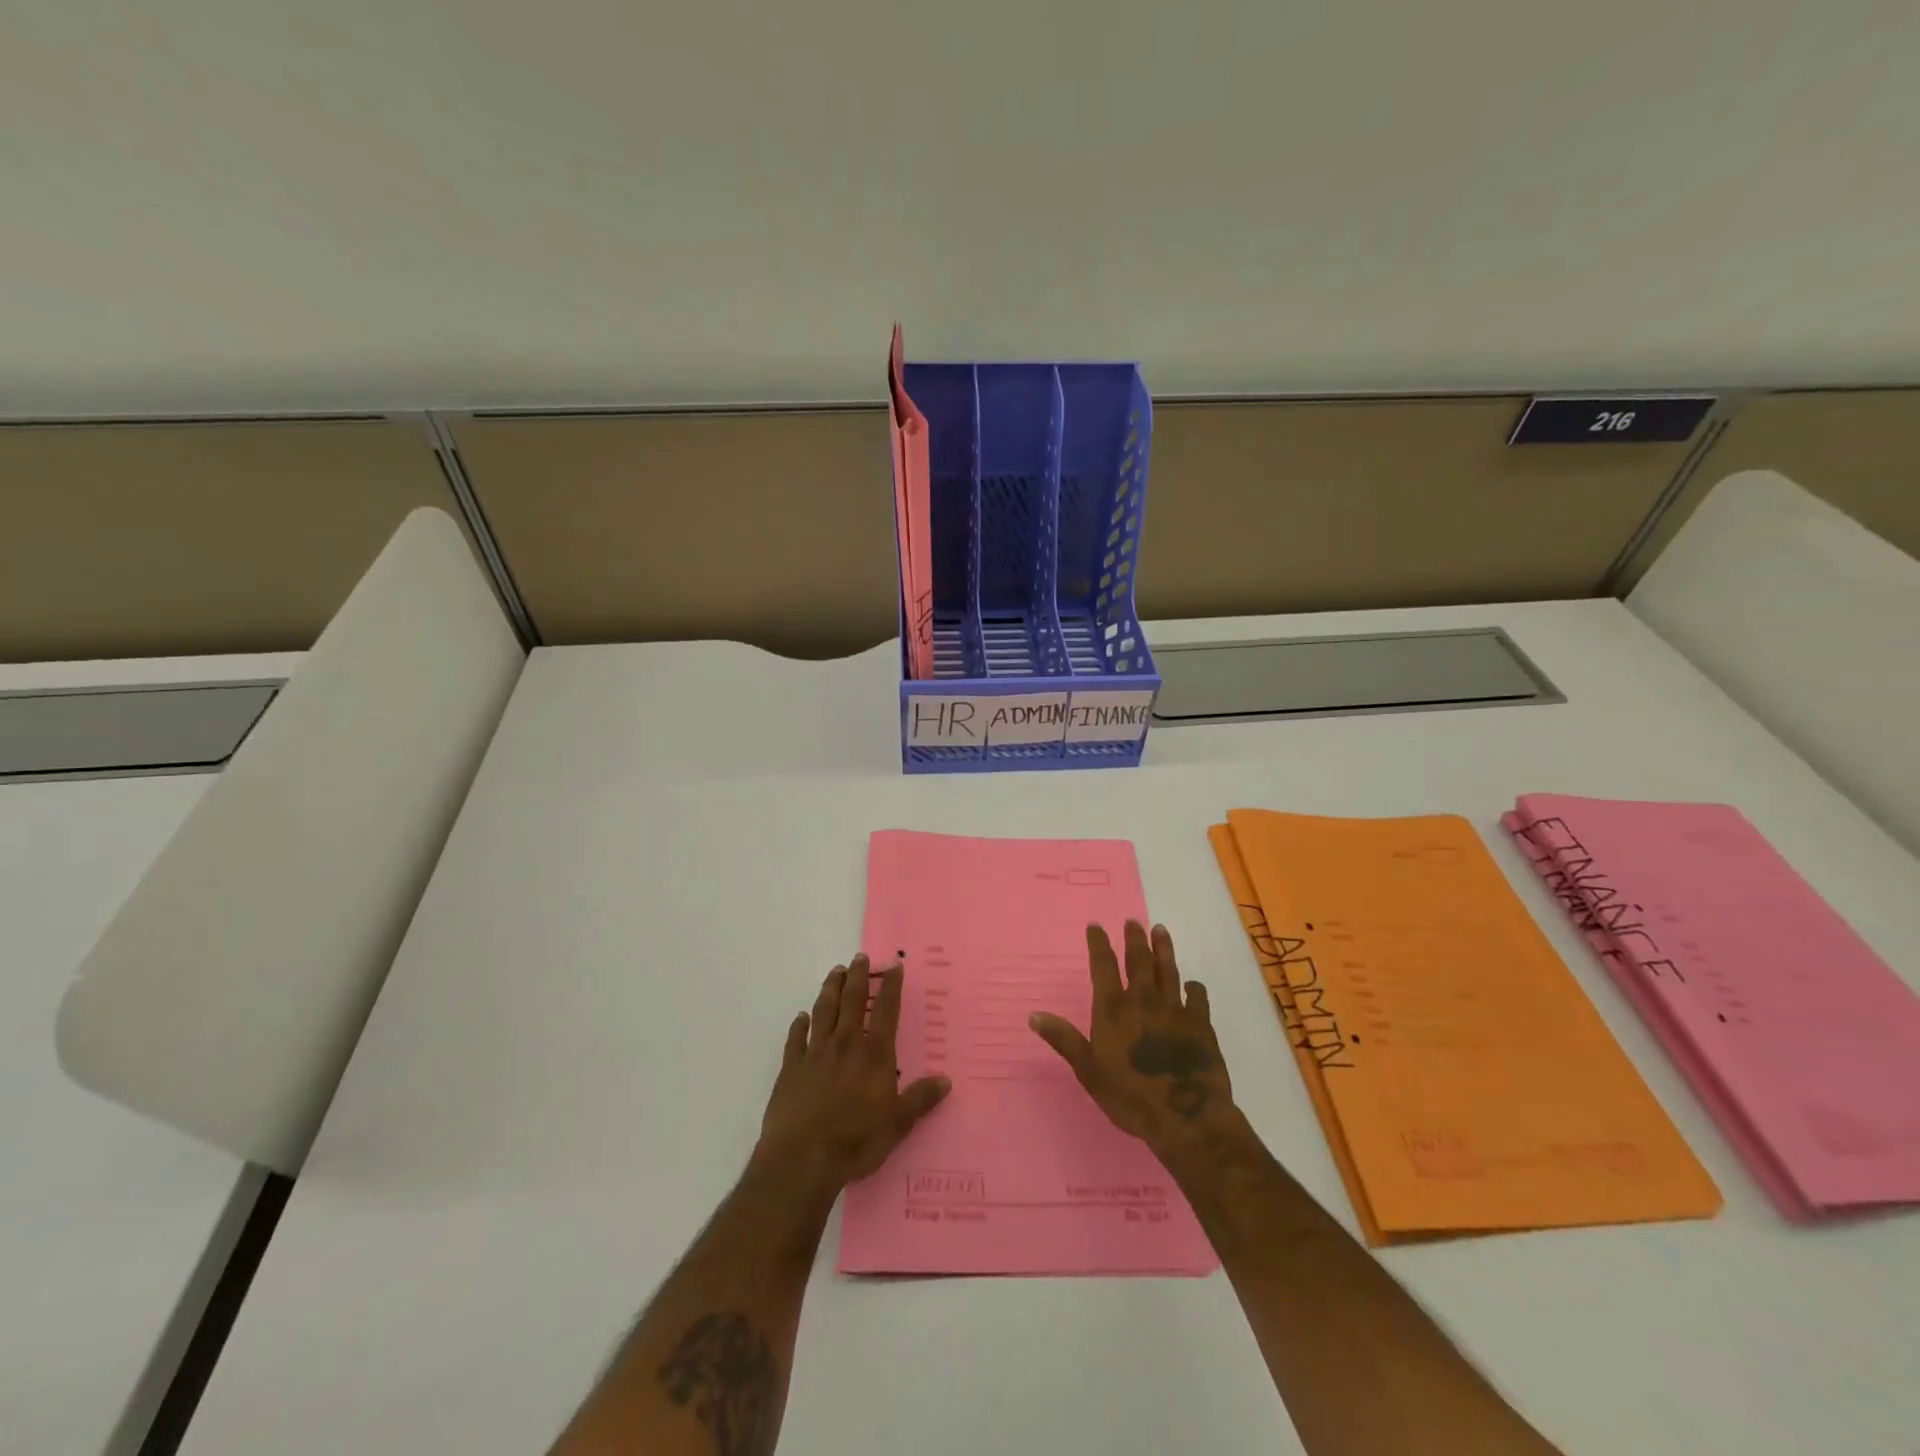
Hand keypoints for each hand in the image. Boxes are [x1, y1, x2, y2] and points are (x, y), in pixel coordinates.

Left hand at [755, 954, 950, 1193]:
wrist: (803, 1158)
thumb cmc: (856, 1140)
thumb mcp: (898, 1124)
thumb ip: (920, 1099)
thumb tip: (945, 1080)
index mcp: (874, 1054)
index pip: (887, 1010)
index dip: (892, 986)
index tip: (894, 966)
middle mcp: (846, 1043)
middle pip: (852, 1001)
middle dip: (858, 977)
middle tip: (859, 957)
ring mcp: (815, 1053)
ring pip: (824, 1010)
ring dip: (831, 989)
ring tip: (835, 972)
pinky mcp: (791, 1068)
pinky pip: (796, 1038)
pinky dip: (799, 1024)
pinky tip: (801, 1017)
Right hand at [1029, 922, 1235, 1156]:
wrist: (1186, 1117)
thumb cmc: (1130, 1096)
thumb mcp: (1088, 1071)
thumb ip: (1064, 1040)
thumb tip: (1034, 1015)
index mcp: (1114, 1010)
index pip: (1104, 966)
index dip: (1099, 944)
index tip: (1096, 925)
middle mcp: (1143, 1001)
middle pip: (1139, 960)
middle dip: (1134, 938)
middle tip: (1133, 920)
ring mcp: (1174, 1010)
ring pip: (1168, 970)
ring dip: (1163, 949)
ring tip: (1160, 930)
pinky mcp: (1200, 1025)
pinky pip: (1197, 997)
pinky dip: (1194, 988)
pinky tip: (1193, 984)